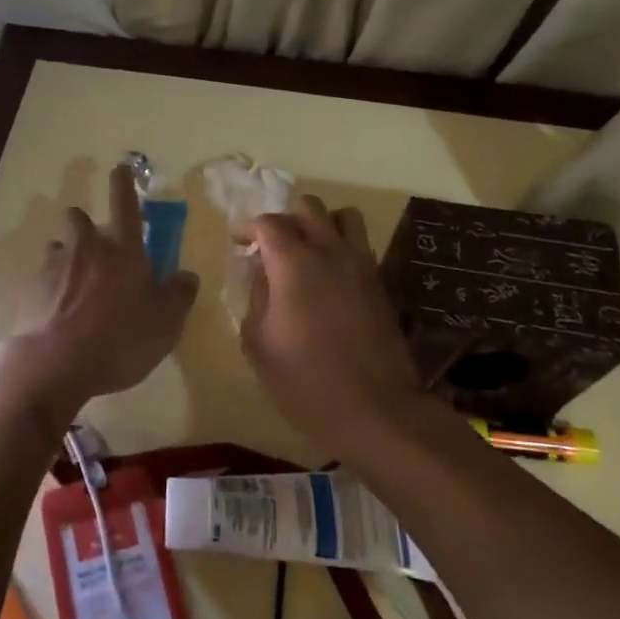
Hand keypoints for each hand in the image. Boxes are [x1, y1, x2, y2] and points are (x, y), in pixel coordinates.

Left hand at [6, 163, 198, 423]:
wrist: (56, 364)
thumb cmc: (120, 341)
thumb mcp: (165, 324)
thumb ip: (178, 296)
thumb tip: (187, 275)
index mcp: (123, 252)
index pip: (125, 206)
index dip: (123, 184)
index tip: (119, 168)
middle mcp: (86, 249)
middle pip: (79, 218)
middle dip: (85, 224)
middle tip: (95, 247)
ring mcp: (54, 266)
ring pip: (57, 247)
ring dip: (66, 257)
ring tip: (72, 284)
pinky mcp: (29, 289)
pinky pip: (41, 277)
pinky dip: (49, 287)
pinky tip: (55, 311)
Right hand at [243, 196, 424, 457]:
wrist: (375, 410)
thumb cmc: (305, 381)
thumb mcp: (258, 344)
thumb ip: (255, 297)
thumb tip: (262, 274)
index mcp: (294, 264)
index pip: (269, 222)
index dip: (249, 228)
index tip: (240, 245)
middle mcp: (330, 253)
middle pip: (309, 208)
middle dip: (285, 220)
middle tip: (271, 247)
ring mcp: (361, 265)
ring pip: (344, 217)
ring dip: (321, 224)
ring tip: (307, 251)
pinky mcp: (380, 283)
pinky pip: (359, 245)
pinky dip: (341, 246)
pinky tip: (329, 277)